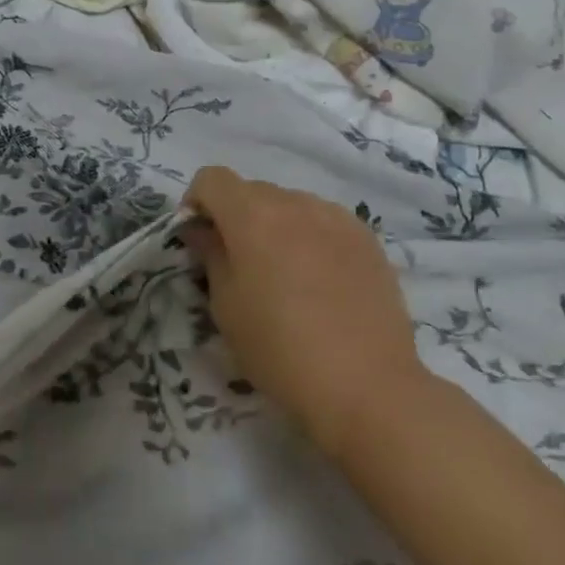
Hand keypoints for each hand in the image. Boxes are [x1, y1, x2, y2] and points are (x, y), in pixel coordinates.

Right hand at [183, 167, 423, 453]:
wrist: (366, 386)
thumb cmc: (279, 348)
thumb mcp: (226, 305)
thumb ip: (211, 255)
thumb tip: (203, 231)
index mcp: (252, 214)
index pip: (212, 178)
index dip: (197, 203)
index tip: (200, 240)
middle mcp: (294, 203)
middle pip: (252, 191)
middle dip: (236, 217)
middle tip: (239, 263)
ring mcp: (336, 218)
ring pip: (291, 205)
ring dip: (276, 226)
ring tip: (285, 274)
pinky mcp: (367, 239)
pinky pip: (325, 222)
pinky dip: (311, 237)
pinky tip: (320, 281)